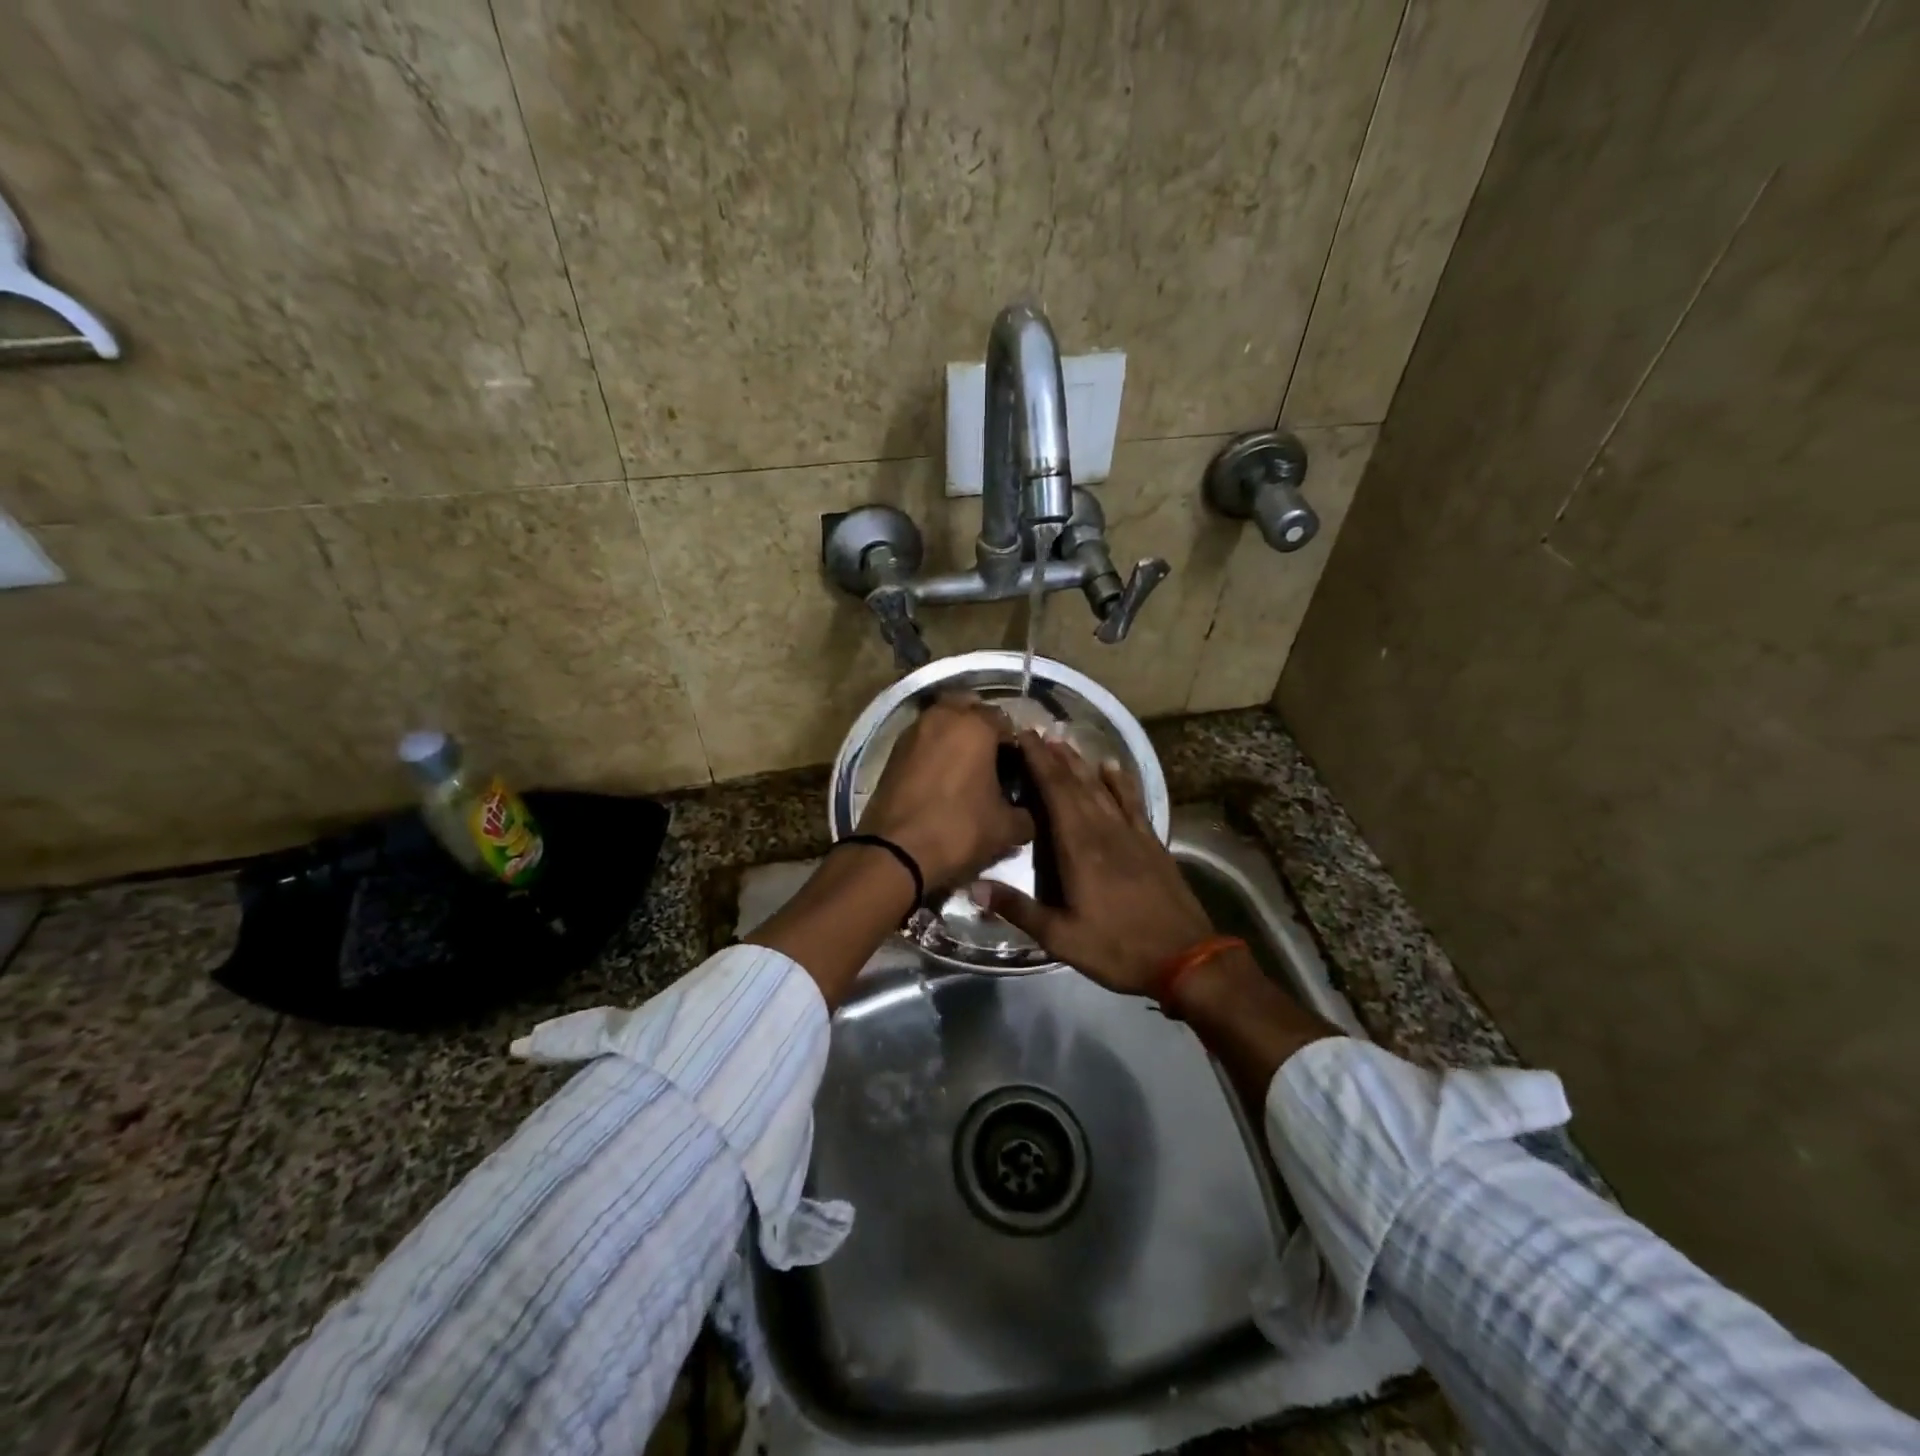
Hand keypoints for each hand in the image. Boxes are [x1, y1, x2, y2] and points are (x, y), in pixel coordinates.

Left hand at [857, 694, 1033, 890]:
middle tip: (992, 761)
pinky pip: (924, 739)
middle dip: (983, 728)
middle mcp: (943, 716)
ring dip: (957, 736)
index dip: (1017, 747)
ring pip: (943, 720)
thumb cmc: (958, 831)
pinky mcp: (893, 750)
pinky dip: (936, 749)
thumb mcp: (1006, 829)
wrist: (894, 853)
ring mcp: (913, 730)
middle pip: (971, 708)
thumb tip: (1026, 812)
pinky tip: (943, 777)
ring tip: (967, 769)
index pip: (1007, 722)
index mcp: (975, 725)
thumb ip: (1026, 814)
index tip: (1018, 771)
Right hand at [972, 731, 1215, 996]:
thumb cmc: (1117, 948)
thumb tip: (973, 887)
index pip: (1054, 793)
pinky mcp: (1151, 843)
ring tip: (1064, 743)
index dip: (1038, 762)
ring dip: (1081, 764)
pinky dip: (1121, 782)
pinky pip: (1133, 802)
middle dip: (1054, 757)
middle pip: (1076, 784)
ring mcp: (1131, 834)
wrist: (1186, 958)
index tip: (1022, 737)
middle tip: (1036, 733)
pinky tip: (1112, 767)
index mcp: (1079, 848)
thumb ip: (1018, 909)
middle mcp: (1104, 830)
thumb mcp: (1061, 937)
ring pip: (1102, 788)